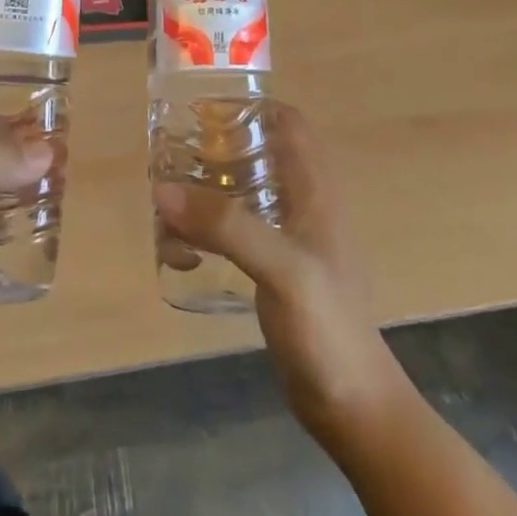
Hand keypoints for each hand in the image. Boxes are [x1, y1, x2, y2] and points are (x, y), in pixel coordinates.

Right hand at [154, 104, 402, 447]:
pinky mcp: (275, 270)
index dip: (249, 106)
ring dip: (207, 192)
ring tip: (167, 203)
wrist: (353, 409)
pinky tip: (182, 253)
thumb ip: (226, 225)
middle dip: (215, 148)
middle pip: (258, 152)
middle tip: (172, 156)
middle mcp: (303, 204)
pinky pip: (236, 233)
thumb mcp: (280, 268)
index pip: (287, 122)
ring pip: (243, 192)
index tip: (201, 109)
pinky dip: (208, 231)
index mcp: (315, 189)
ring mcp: (290, 239)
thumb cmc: (327, 327)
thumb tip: (163, 187)